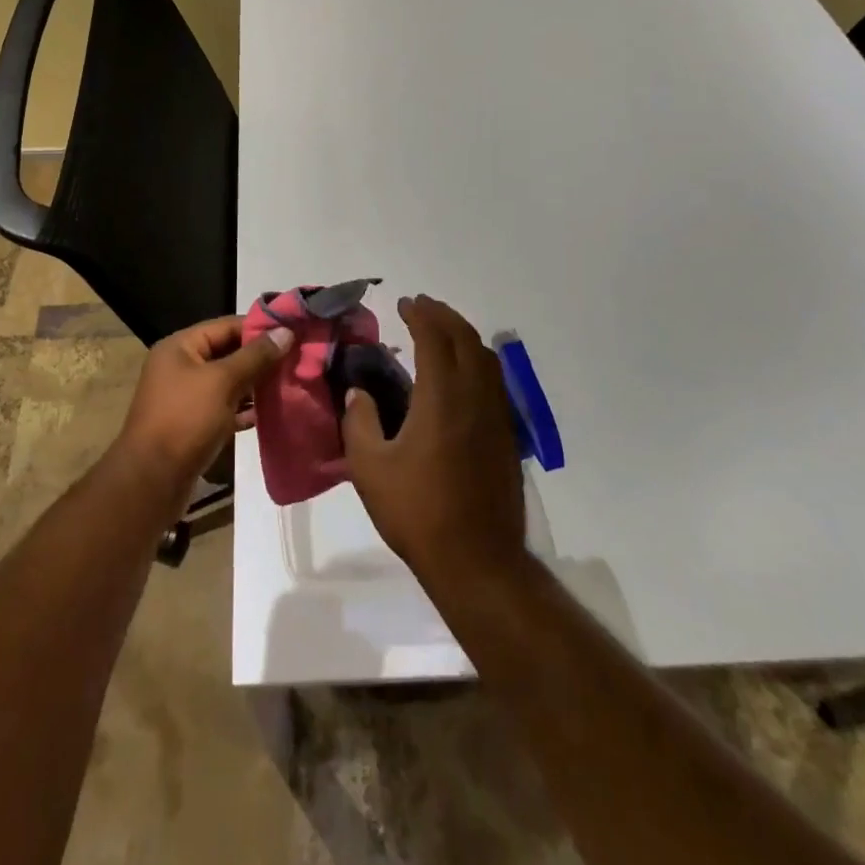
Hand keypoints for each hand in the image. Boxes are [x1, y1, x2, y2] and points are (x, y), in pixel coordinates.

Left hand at [114, 316, 290, 512]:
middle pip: (228, 353)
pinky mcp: (193, 424)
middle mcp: (180, 367)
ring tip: (290, 383)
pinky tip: (270, 413)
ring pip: (228, 382)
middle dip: (261, 358)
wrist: (151, 481)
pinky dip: (245, 410)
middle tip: (297, 359)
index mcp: (180, 347)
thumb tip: (286, 331)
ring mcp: (185, 397)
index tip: (293, 331)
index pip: (226, 326)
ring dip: (255, 384)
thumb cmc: (185, 420)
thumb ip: (255, 356)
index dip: (259, 327)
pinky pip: (224, 408)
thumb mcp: (223, 382)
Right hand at [341, 295, 527, 590]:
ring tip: (441, 330)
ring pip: (486, 358)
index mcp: (442, 398)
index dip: (420, 315)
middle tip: (422, 307)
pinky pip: (494, 380)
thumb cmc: (418, 512)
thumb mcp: (371, 469)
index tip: (404, 303)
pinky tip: (462, 373)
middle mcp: (475, 397)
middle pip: (466, 339)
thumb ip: (360, 423)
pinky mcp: (507, 436)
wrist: (478, 560)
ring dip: (463, 334)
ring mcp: (496, 416)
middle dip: (444, 316)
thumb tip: (357, 393)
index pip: (434, 339)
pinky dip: (477, 360)